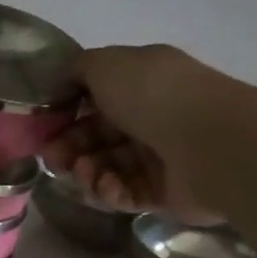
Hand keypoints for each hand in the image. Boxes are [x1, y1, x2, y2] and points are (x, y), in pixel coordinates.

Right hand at [43, 45, 228, 224]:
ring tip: (85, 174)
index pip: (94, 99)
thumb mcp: (104, 64)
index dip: (65, 113)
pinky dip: (111, 191)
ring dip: (87, 171)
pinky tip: (108, 186)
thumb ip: (75, 70)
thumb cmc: (153, 96)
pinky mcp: (166, 193)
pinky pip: (127, 193)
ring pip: (108, 166)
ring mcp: (160, 156)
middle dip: (69, 148)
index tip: (43, 127)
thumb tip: (60, 88)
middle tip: (53, 160)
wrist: (212, 143)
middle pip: (96, 136)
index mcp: (141, 82)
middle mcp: (152, 116)